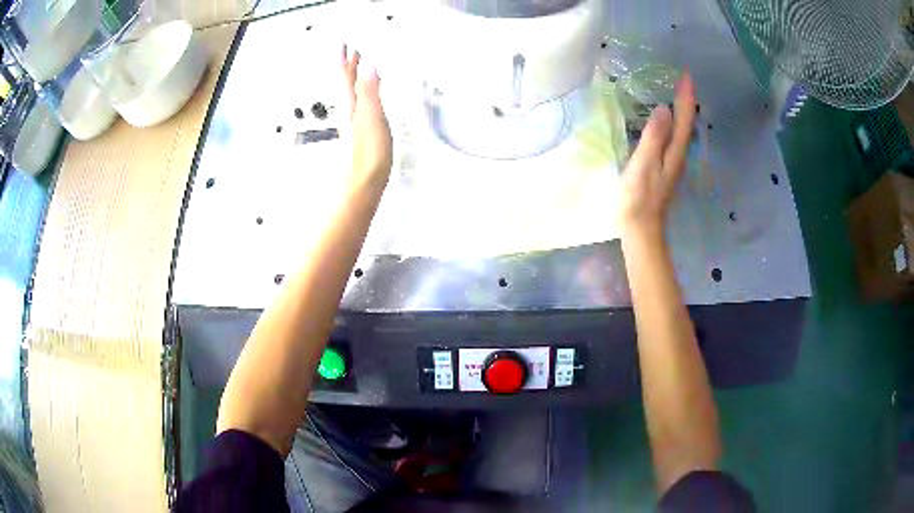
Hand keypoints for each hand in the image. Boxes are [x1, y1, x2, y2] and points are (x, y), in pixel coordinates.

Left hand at [342, 47, 392, 190]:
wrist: (362, 185)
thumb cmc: (367, 155)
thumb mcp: (371, 117)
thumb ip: (369, 90)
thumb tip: (369, 65)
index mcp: (351, 104)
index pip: (346, 76)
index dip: (346, 59)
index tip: (345, 44)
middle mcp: (350, 112)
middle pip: (347, 83)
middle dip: (349, 66)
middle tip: (351, 51)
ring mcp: (354, 124)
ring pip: (352, 94)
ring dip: (354, 79)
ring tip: (358, 68)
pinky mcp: (361, 134)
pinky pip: (361, 106)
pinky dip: (363, 95)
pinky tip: (367, 98)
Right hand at [619, 73, 695, 239]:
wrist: (640, 229)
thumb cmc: (639, 197)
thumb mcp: (644, 164)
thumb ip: (654, 137)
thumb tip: (664, 109)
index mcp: (674, 152)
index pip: (684, 119)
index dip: (686, 97)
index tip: (687, 76)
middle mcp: (678, 155)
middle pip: (686, 124)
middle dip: (686, 102)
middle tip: (683, 82)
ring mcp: (671, 164)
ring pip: (681, 132)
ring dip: (681, 112)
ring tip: (677, 96)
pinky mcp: (663, 169)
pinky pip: (672, 140)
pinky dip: (672, 125)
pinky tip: (665, 123)